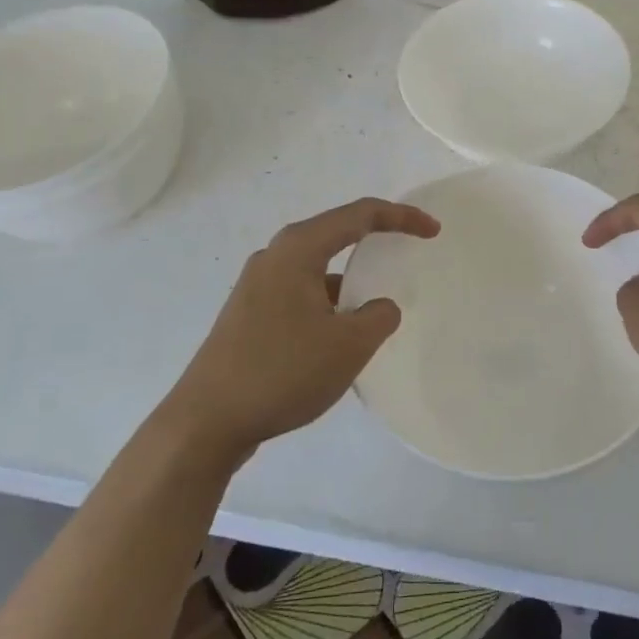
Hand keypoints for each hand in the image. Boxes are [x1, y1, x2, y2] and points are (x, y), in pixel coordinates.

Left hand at [163, 197, 438, 459]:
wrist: (205, 423)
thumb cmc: (282, 372)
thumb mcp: (348, 346)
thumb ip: (378, 316)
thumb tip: (379, 306)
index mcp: (298, 249)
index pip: (360, 215)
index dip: (401, 217)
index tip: (433, 231)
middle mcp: (274, 256)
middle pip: (335, 233)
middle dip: (374, 239)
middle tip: (407, 250)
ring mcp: (255, 285)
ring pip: (316, 267)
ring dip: (348, 278)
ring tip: (374, 305)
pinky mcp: (247, 314)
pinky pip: (299, 292)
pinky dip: (326, 301)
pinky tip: (336, 336)